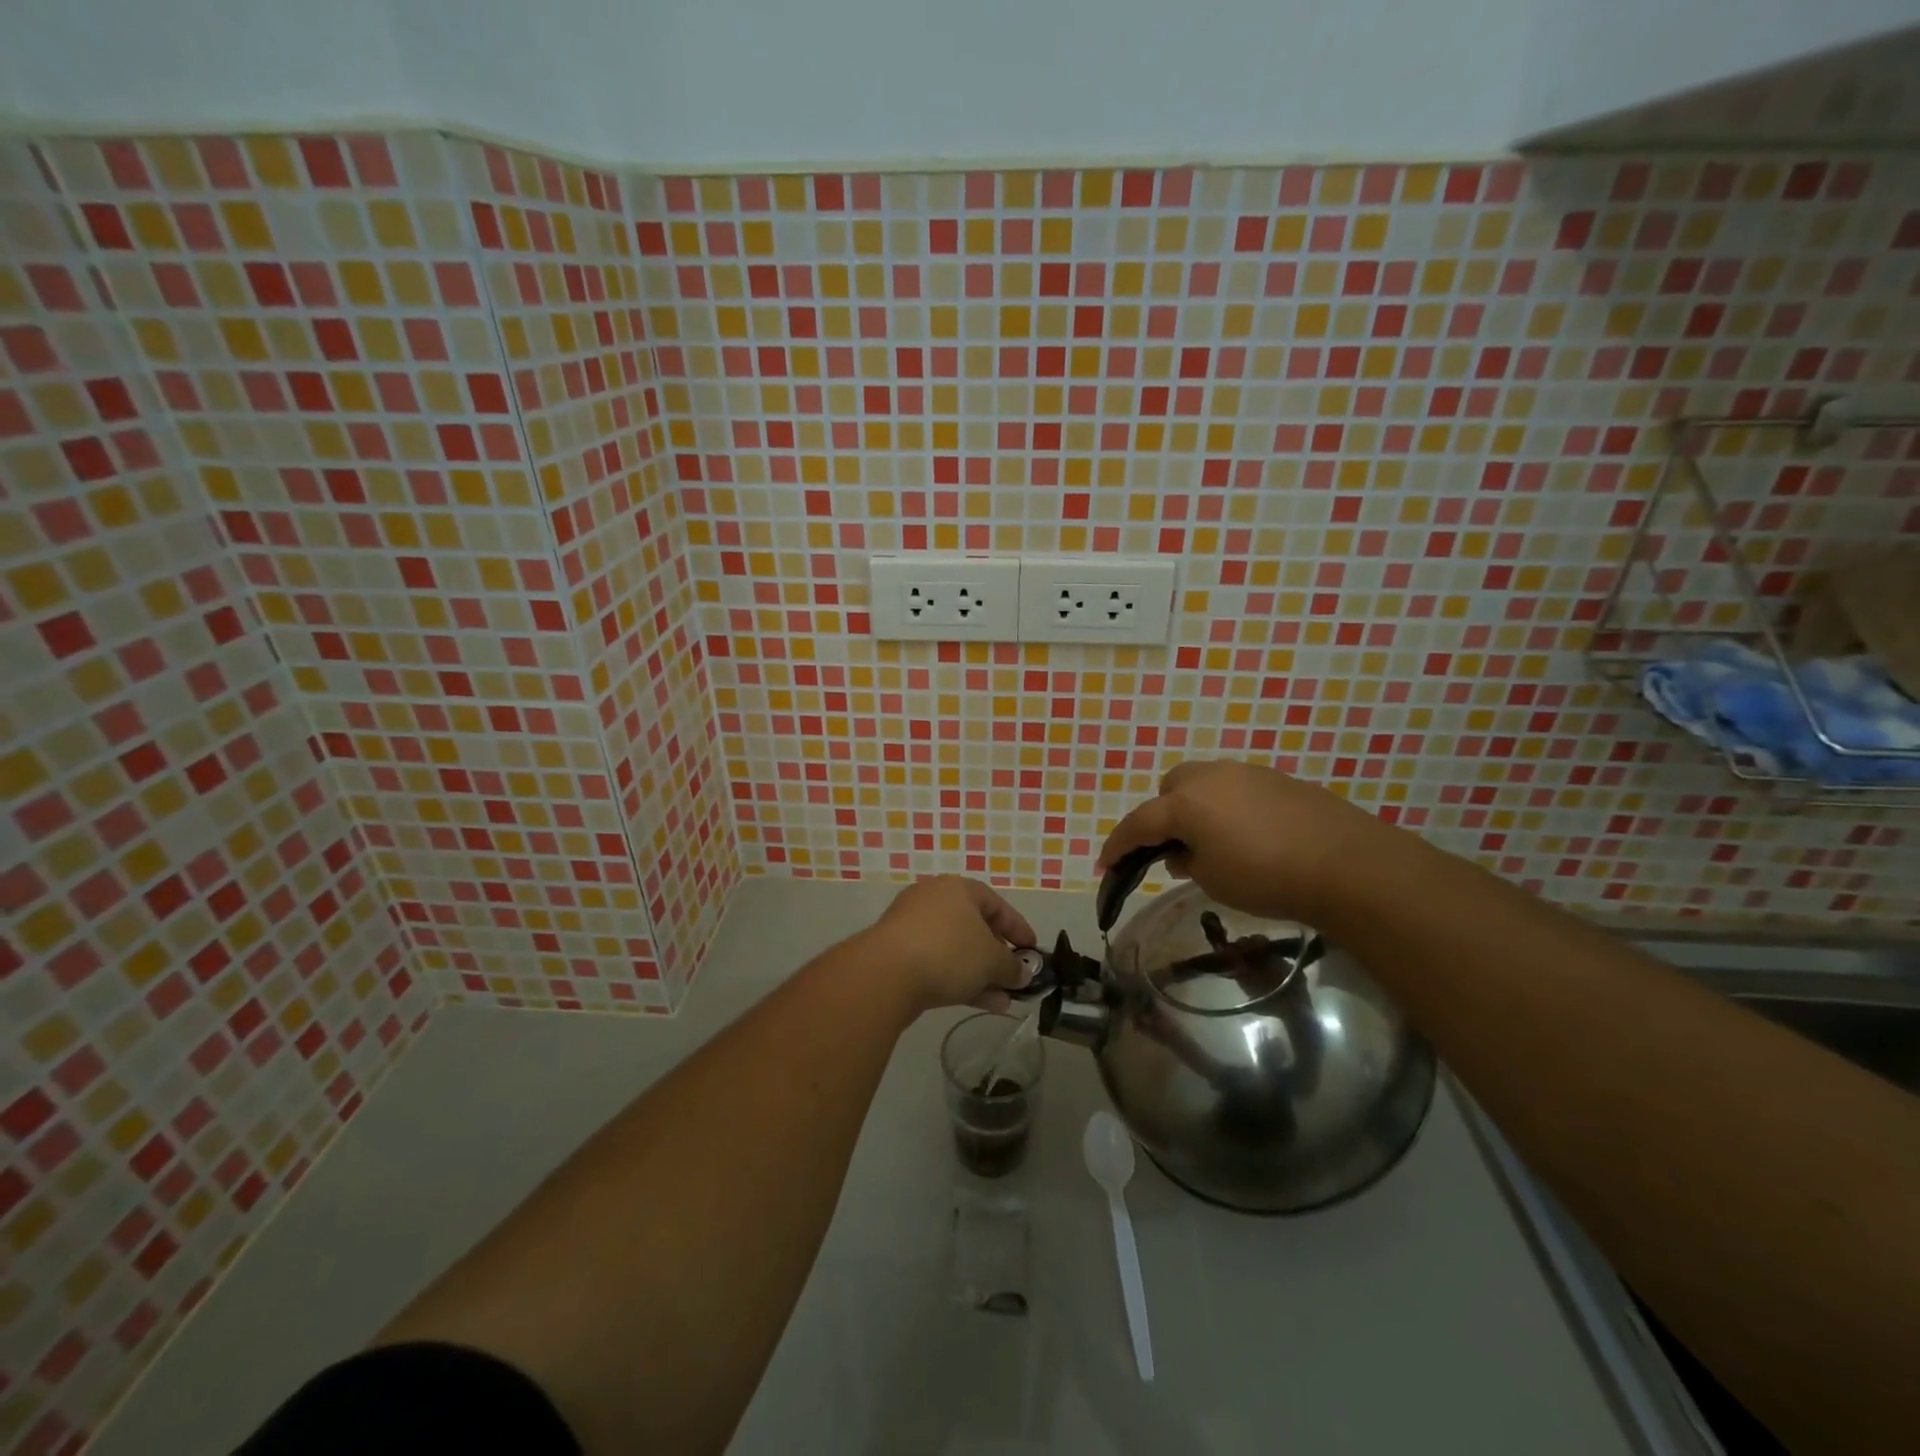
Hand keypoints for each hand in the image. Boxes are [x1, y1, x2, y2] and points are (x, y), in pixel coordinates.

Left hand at [863, 876, 1036, 1016]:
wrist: (886, 974)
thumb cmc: (949, 952)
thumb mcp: (992, 960)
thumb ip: (1012, 967)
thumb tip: (1022, 974)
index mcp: (957, 889)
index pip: (996, 904)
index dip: (1018, 929)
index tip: (1033, 952)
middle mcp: (933, 900)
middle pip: (974, 927)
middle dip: (997, 956)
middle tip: (1015, 978)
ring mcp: (911, 927)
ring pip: (956, 949)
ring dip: (980, 974)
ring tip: (1002, 1001)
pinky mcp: (897, 953)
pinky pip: (937, 963)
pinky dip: (958, 979)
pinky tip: (979, 1003)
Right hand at [1096, 760, 1395, 925]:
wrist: (1347, 864)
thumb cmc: (1266, 877)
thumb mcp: (1213, 880)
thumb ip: (1186, 862)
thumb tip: (1180, 852)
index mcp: (1184, 802)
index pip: (1138, 823)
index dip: (1117, 847)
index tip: (1104, 866)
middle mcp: (1209, 777)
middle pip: (1169, 789)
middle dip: (1161, 816)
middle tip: (1171, 849)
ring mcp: (1246, 772)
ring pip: (1204, 783)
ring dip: (1196, 808)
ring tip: (1212, 842)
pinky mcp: (1277, 779)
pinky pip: (1236, 788)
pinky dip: (1228, 807)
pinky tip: (1248, 835)